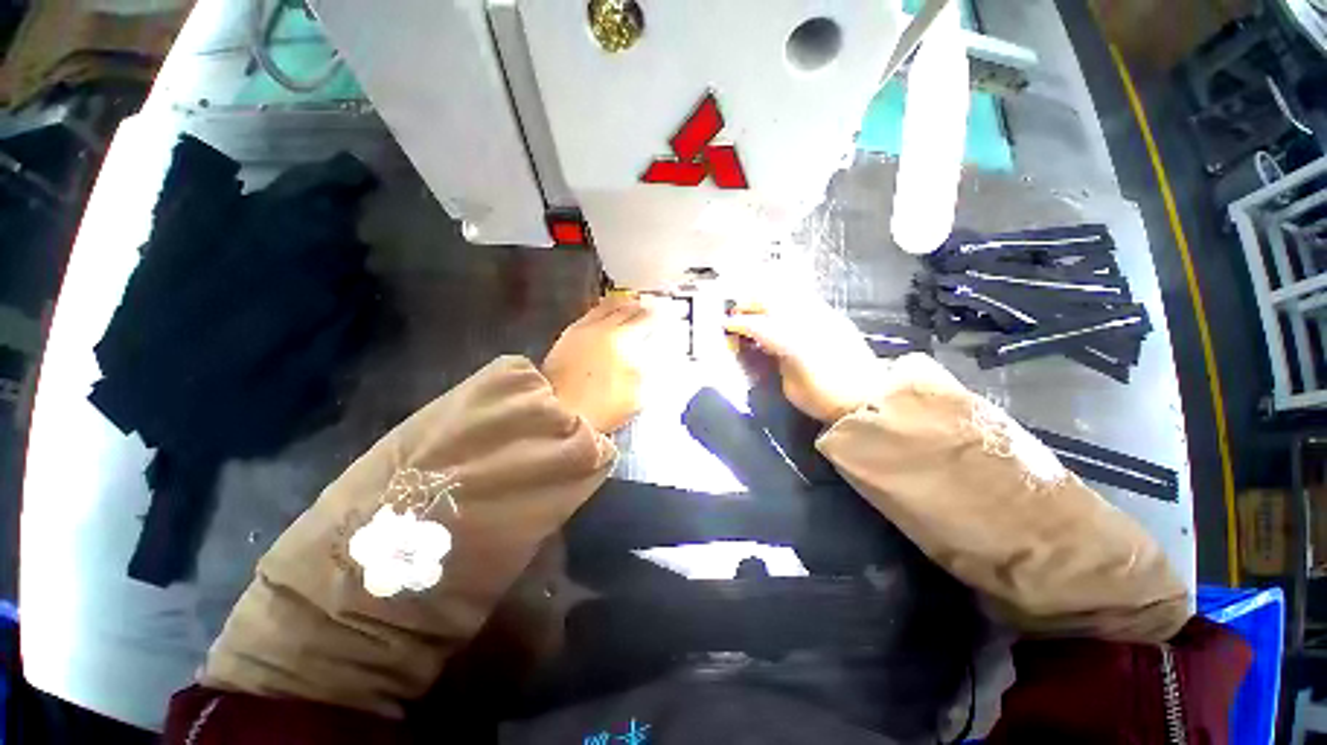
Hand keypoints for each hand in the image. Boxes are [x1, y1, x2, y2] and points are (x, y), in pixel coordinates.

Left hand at [543, 295, 682, 433]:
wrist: (557, 411)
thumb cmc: (601, 406)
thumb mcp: (636, 394)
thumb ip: (648, 372)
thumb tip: (654, 356)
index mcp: (621, 340)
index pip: (645, 319)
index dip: (658, 315)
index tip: (667, 313)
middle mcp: (602, 328)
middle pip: (626, 309)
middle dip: (641, 306)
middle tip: (651, 307)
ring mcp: (583, 330)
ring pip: (606, 307)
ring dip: (622, 304)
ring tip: (631, 304)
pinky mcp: (568, 336)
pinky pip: (590, 314)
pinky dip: (603, 310)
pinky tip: (606, 315)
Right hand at [725, 295, 880, 422]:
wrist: (869, 398)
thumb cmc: (824, 399)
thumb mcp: (790, 386)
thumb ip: (776, 359)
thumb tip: (767, 345)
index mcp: (791, 342)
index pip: (758, 325)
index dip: (738, 323)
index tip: (725, 324)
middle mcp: (807, 321)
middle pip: (771, 300)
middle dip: (749, 303)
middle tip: (737, 311)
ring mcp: (823, 315)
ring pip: (788, 294)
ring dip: (767, 297)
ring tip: (757, 307)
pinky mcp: (835, 317)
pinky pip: (804, 299)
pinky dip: (786, 300)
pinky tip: (781, 310)